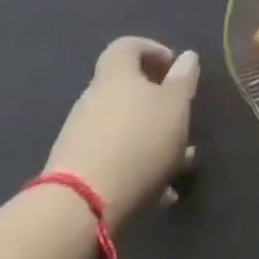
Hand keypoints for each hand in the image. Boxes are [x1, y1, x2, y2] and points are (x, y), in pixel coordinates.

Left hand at [44, 38, 198, 229]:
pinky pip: (110, 161)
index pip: (127, 46)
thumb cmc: (137, 143)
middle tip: (179, 118)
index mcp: (115, 75)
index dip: (150, 50)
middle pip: (123, 90)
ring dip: (147, 140)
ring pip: (121, 129)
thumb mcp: (175, 106)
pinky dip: (133, 169)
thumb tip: (186, 57)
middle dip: (154, 102)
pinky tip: (158, 195)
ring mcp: (78, 139)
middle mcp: (92, 100)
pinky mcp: (72, 176)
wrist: (76, 213)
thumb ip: (184, 79)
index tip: (172, 67)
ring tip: (177, 166)